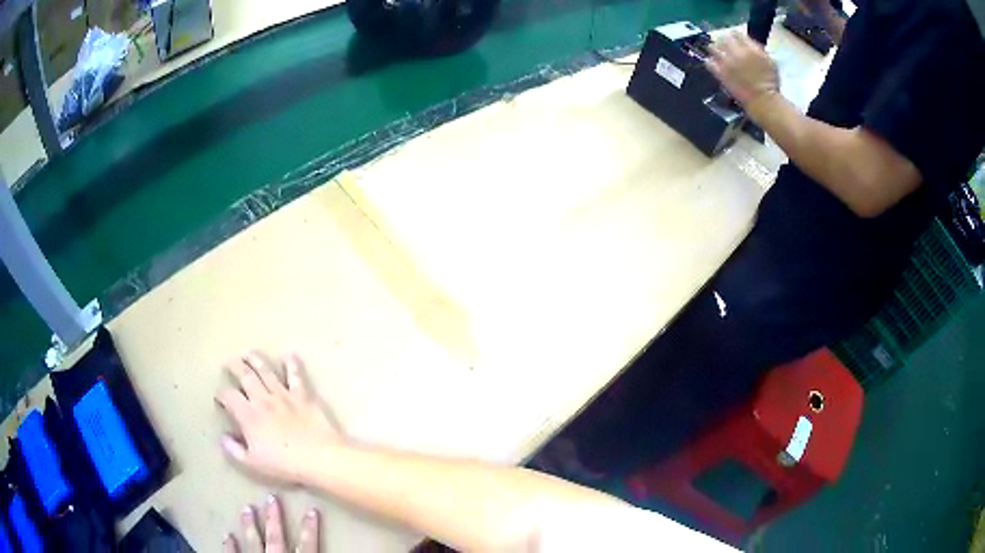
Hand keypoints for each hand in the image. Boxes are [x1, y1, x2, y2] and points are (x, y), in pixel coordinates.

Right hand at [217, 352, 345, 483]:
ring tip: (249, 353)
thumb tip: (223, 437)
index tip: (219, 396)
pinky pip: (296, 374)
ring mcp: (284, 395)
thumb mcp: (253, 464)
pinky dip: (292, 363)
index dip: (221, 394)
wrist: (320, 458)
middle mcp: (263, 399)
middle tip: (229, 361)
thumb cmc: (285, 465)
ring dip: (256, 359)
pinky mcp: (304, 395)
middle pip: (245, 376)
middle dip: (235, 367)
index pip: (229, 397)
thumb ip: (234, 450)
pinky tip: (289, 353)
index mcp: (248, 416)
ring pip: (266, 371)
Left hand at [223, 495, 319, 552]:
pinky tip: (227, 535)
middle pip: (276, 538)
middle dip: (274, 519)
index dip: (310, 529)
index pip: (307, 547)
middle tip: (271, 498)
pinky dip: (230, 546)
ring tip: (246, 508)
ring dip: (249, 526)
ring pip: (252, 542)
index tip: (312, 510)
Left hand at [706, 32, 779, 108]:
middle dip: (724, 40)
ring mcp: (726, 62)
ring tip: (718, 54)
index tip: (735, 39)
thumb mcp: (769, 61)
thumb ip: (757, 49)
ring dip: (715, 49)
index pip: (736, 33)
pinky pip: (708, 62)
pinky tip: (714, 64)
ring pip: (712, 47)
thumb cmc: (771, 83)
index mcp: (750, 48)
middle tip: (726, 46)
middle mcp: (736, 52)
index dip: (734, 35)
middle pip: (723, 37)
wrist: (763, 101)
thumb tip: (748, 42)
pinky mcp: (720, 73)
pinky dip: (710, 61)